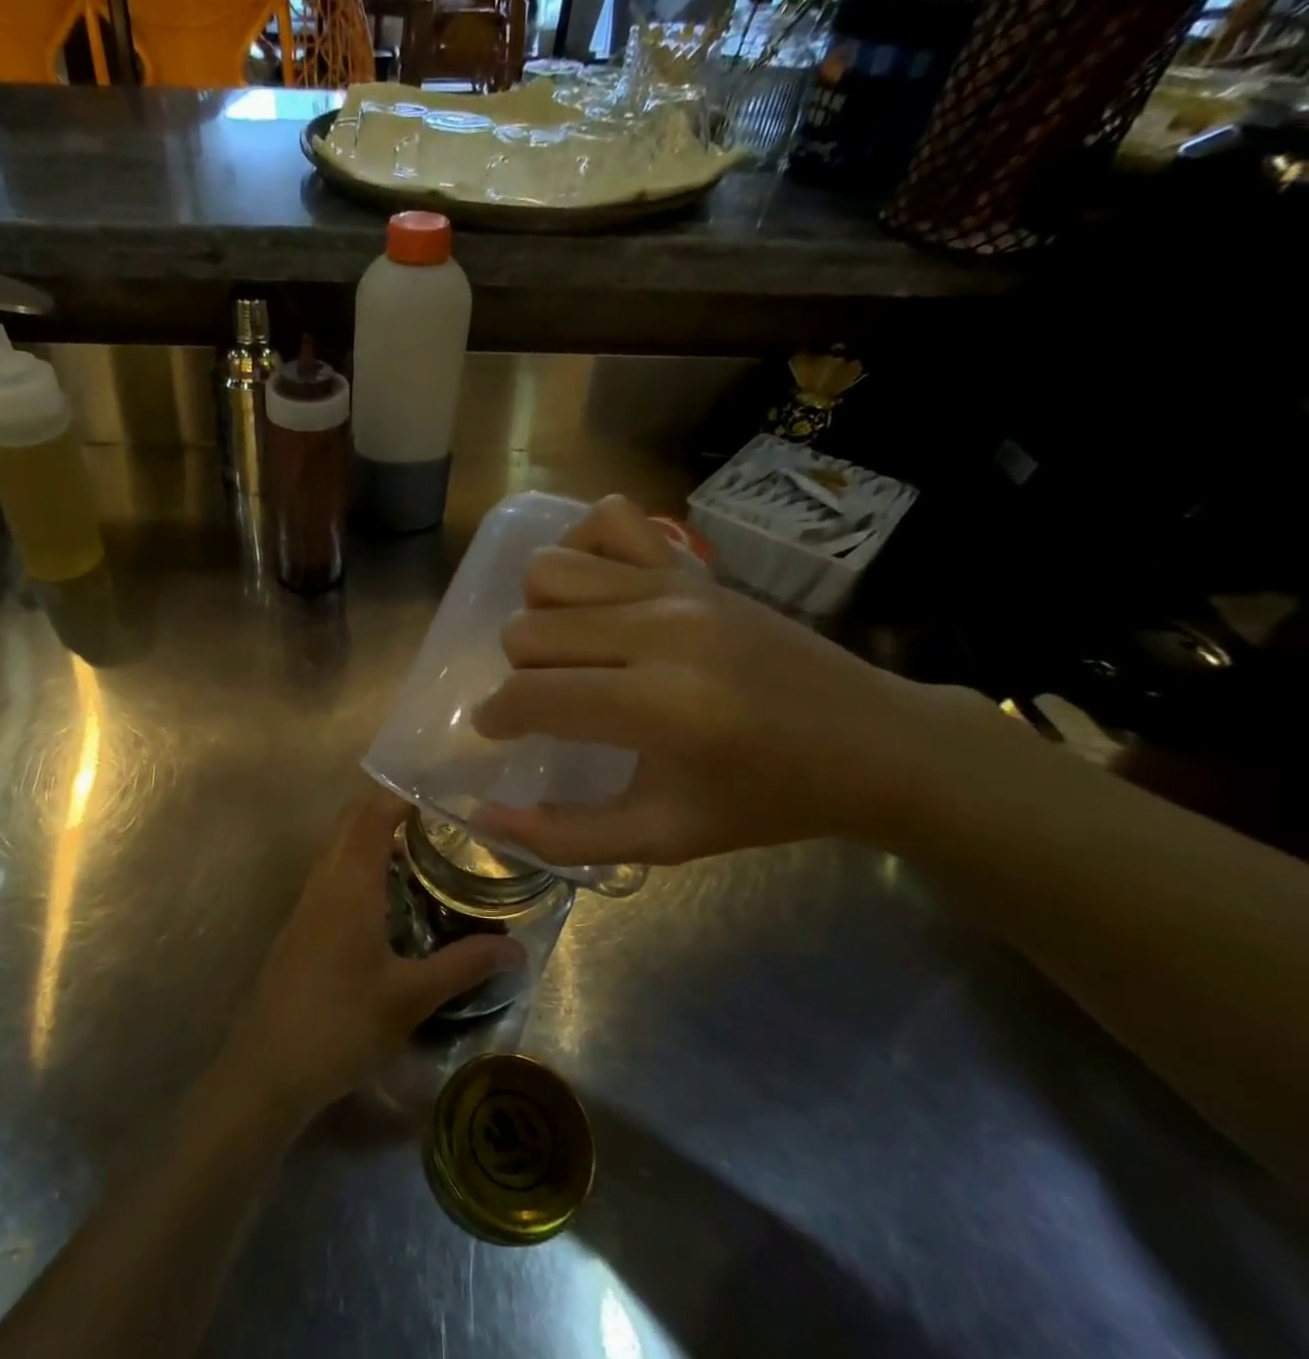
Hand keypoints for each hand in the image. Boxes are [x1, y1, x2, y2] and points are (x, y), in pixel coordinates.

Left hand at [216, 793, 524, 1126]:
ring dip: (374, 837)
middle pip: (352, 821)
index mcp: (349, 884)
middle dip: (391, 809)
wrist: (267, 1069)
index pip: (373, 815)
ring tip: (424, 852)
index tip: (443, 793)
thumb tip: (518, 949)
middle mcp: (324, 880)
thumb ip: (464, 966)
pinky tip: (390, 898)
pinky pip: (332, 872)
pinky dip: (361, 864)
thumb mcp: (410, 998)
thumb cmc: (341, 1025)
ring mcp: (307, 902)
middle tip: (441, 820)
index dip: (404, 795)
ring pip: (339, 846)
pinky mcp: (301, 924)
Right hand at [469, 495, 977, 867]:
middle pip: (528, 629)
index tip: (499, 732)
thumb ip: (565, 837)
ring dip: (539, 614)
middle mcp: (661, 631)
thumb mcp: (664, 839)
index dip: (496, 716)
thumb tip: (484, 819)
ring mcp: (678, 585)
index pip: (531, 693)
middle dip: (520, 674)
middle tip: (550, 703)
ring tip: (568, 650)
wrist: (875, 743)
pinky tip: (595, 596)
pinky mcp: (694, 564)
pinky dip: (583, 548)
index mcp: (658, 707)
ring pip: (550, 571)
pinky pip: (609, 519)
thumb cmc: (765, 800)